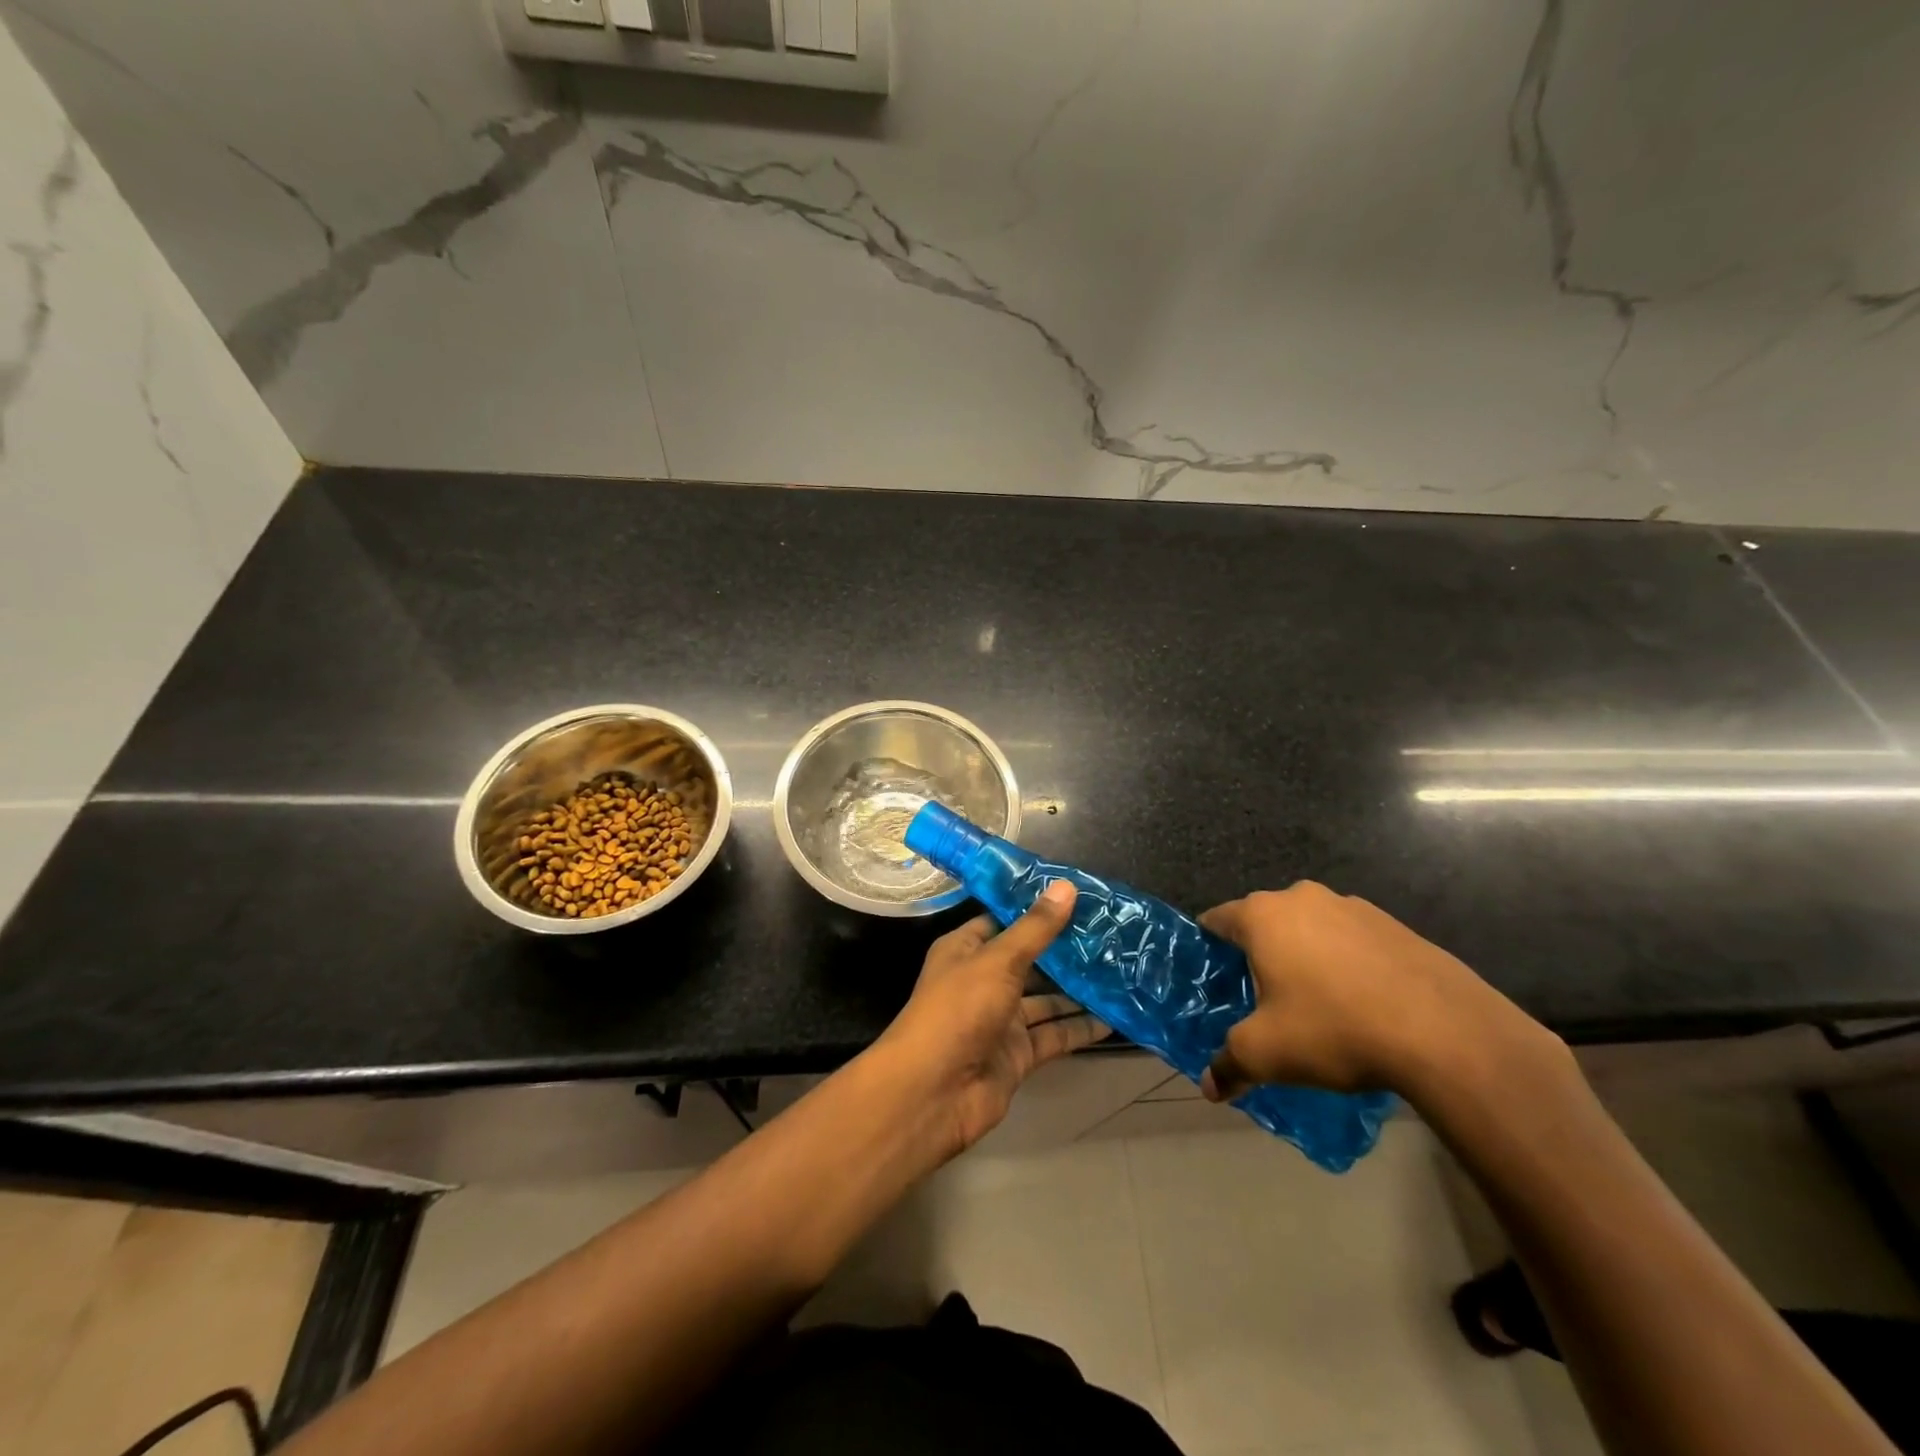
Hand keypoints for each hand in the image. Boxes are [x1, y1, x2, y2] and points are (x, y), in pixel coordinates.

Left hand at [877, 881, 1109, 1156]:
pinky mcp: (1017, 1054)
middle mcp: (983, 980)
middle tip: (1113, 935)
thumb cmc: (958, 1010)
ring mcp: (1000, 1019)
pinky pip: (1053, 1035)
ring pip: (1045, 1000)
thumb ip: (1036, 929)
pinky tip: (1114, 1018)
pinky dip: (1079, 1028)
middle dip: (1065, 951)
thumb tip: (1066, 886)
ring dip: (1078, 990)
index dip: (1037, 909)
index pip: (1004, 920)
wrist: (933, 1093)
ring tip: (1121, 972)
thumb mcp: (998, 961)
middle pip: (1029, 960)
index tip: (1079, 897)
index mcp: (966, 950)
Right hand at [1198, 882, 1555, 1104]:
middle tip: (1260, 999)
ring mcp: (1351, 906)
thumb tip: (1209, 1087)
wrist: (1444, 1032)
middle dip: (1257, 955)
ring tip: (1314, 1004)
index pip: (1215, 920)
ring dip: (1303, 956)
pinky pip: (1349, 939)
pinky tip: (1360, 1003)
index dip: (1207, 950)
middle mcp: (1301, 897)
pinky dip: (1344, 962)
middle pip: (1263, 922)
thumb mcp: (1267, 1054)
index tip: (1212, 982)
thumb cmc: (1334, 1029)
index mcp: (1262, 915)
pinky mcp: (1392, 924)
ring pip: (1309, 928)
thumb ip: (1229, 1064)